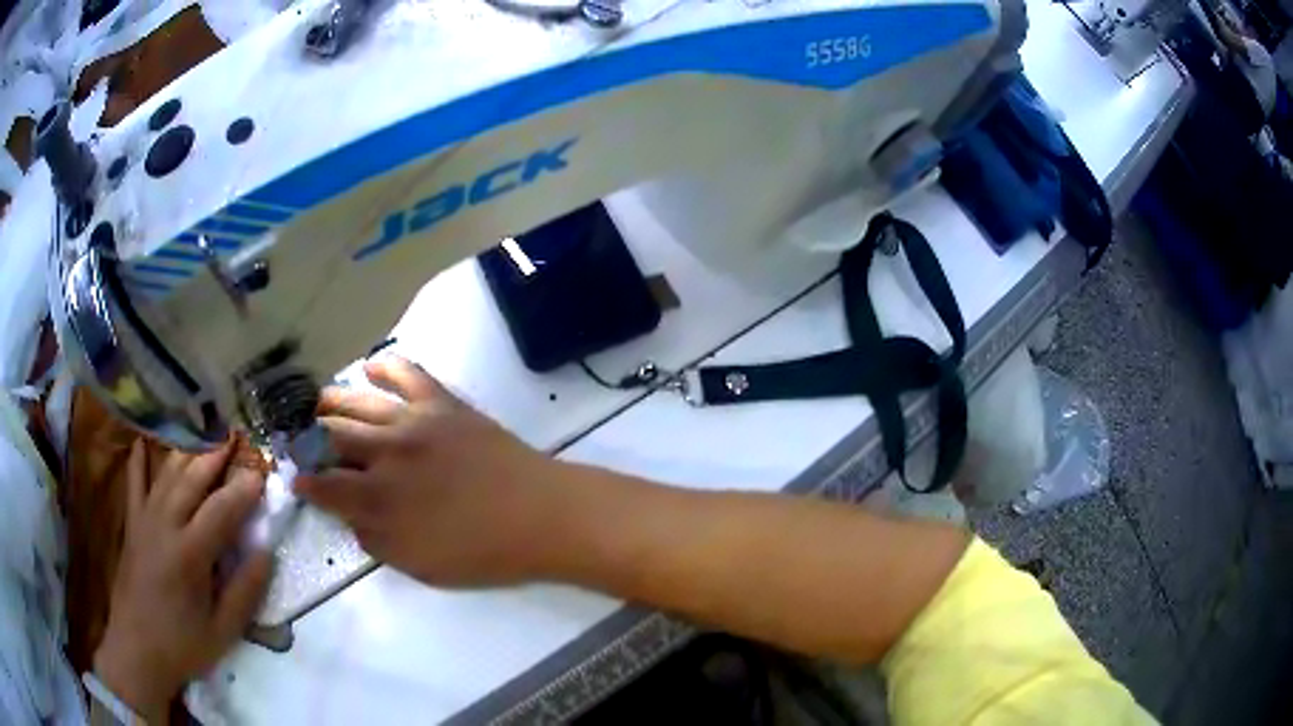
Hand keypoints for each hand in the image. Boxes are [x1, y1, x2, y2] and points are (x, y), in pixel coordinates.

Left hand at [94, 443, 271, 722]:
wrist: (138, 649)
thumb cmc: (183, 644)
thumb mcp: (223, 631)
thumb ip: (245, 591)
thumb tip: (265, 552)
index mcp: (191, 553)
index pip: (222, 509)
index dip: (244, 488)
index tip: (262, 473)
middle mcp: (165, 525)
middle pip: (192, 478)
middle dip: (216, 455)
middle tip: (236, 439)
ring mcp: (145, 520)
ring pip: (167, 474)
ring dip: (187, 451)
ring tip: (205, 435)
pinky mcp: (132, 524)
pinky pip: (135, 483)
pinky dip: (139, 460)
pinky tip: (143, 441)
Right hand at [295, 357, 568, 586]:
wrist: (539, 515)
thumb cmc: (482, 552)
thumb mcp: (420, 566)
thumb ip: (377, 541)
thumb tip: (350, 517)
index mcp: (378, 499)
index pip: (325, 486)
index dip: (305, 483)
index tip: (296, 480)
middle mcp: (385, 454)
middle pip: (331, 437)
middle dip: (309, 440)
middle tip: (301, 441)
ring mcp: (413, 422)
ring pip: (358, 402)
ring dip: (332, 403)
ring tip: (319, 405)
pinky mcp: (442, 402)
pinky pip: (407, 372)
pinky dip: (385, 365)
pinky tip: (370, 366)